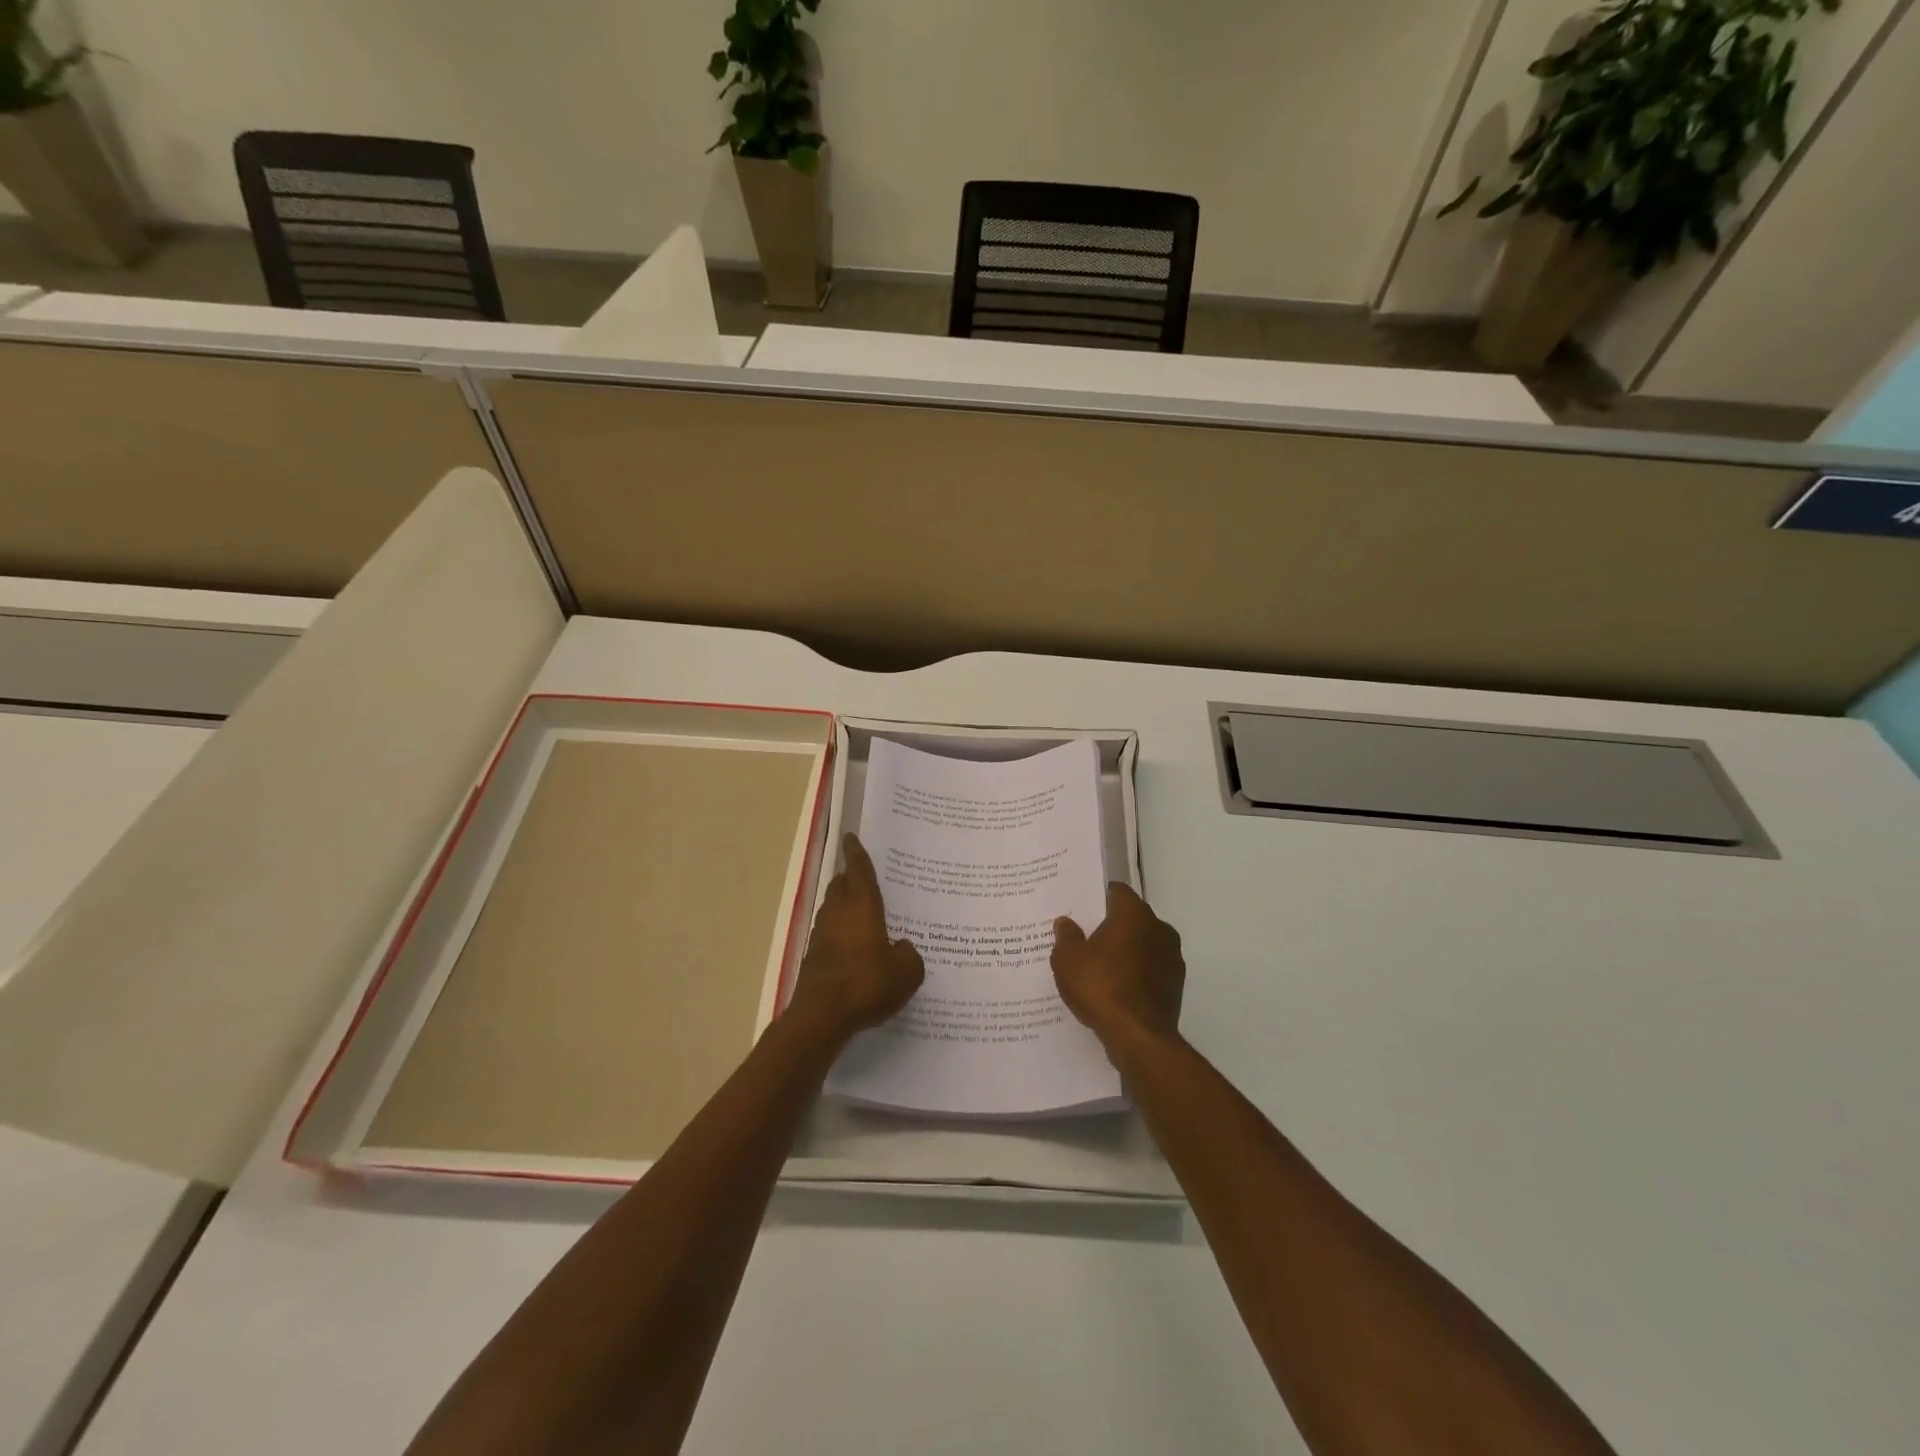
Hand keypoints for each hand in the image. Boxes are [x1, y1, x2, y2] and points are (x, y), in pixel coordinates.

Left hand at [788, 834, 924, 1044]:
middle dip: (849, 878)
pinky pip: (828, 933)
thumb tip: (902, 948)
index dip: (856, 853)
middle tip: (862, 877)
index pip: (858, 870)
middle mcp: (838, 912)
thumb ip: (908, 955)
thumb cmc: (867, 983)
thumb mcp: (905, 972)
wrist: (822, 1015)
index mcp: (862, 905)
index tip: (850, 837)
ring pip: (831, 908)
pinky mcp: (813, 956)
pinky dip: (839, 932)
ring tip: (861, 912)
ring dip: (842, 905)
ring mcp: (822, 934)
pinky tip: (853, 947)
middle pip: (841, 885)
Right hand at [1052, 884, 1184, 1052]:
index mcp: (1134, 913)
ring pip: (1142, 945)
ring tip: (1099, 967)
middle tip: (1085, 938)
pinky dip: (1135, 974)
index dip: (1098, 897)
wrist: (1138, 1036)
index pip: (1116, 891)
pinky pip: (1150, 970)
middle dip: (1111, 926)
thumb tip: (1066, 923)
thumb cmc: (1100, 986)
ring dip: (1125, 951)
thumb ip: (1066, 936)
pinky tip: (1115, 989)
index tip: (1081, 908)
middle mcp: (1159, 928)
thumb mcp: (1068, 959)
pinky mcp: (1176, 985)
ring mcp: (1172, 957)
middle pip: (1131, 918)